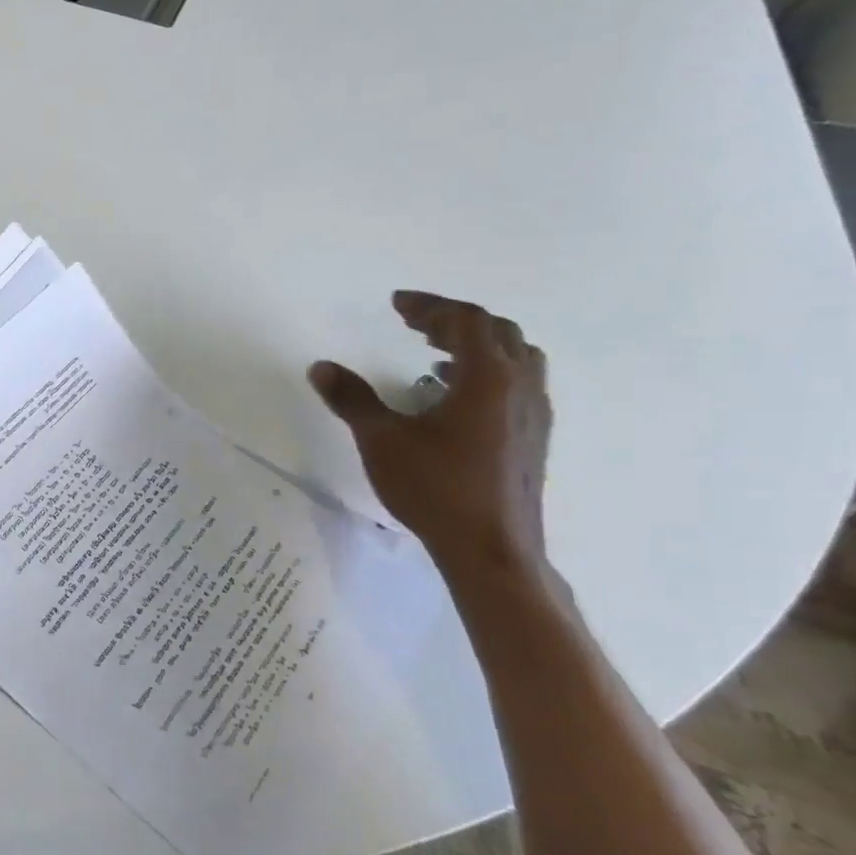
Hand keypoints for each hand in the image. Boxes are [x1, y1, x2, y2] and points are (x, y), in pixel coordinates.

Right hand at [308, 292, 550, 571]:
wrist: (491, 549)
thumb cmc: (435, 488)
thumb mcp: (381, 440)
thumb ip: (352, 399)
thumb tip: (321, 367)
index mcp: (488, 377)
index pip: (465, 321)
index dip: (430, 306)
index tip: (397, 304)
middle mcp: (520, 386)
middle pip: (497, 331)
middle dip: (454, 321)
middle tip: (415, 325)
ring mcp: (534, 413)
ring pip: (517, 357)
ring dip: (478, 345)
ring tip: (438, 356)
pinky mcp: (534, 438)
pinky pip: (518, 385)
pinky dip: (489, 372)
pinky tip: (457, 400)